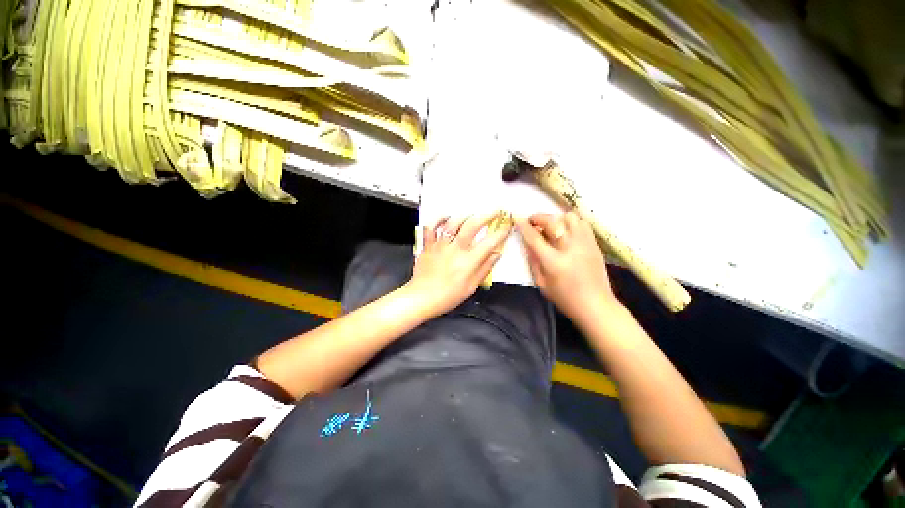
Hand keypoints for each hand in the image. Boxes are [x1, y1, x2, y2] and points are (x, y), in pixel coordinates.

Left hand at [406, 214, 511, 315]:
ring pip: (453, 223)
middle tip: (494, 212)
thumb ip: (485, 268)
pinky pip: (431, 227)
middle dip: (486, 216)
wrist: (422, 297)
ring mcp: (440, 245)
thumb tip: (496, 254)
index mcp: (468, 262)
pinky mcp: (428, 245)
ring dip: (465, 216)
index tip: (506, 228)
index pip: (489, 242)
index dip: (501, 233)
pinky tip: (446, 218)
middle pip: (472, 226)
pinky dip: (438, 220)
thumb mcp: (471, 286)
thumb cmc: (447, 295)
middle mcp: (455, 250)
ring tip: (472, 216)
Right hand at [516, 212, 618, 322]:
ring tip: (551, 227)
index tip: (517, 219)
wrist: (595, 306)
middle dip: (538, 218)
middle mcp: (569, 248)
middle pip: (552, 222)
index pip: (534, 238)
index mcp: (553, 262)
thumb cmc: (564, 298)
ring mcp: (584, 244)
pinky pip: (582, 223)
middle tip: (532, 221)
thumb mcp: (541, 283)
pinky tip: (566, 231)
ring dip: (556, 219)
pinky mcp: (594, 244)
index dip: (524, 227)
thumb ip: (533, 261)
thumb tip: (527, 243)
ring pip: (569, 218)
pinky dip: (571, 222)